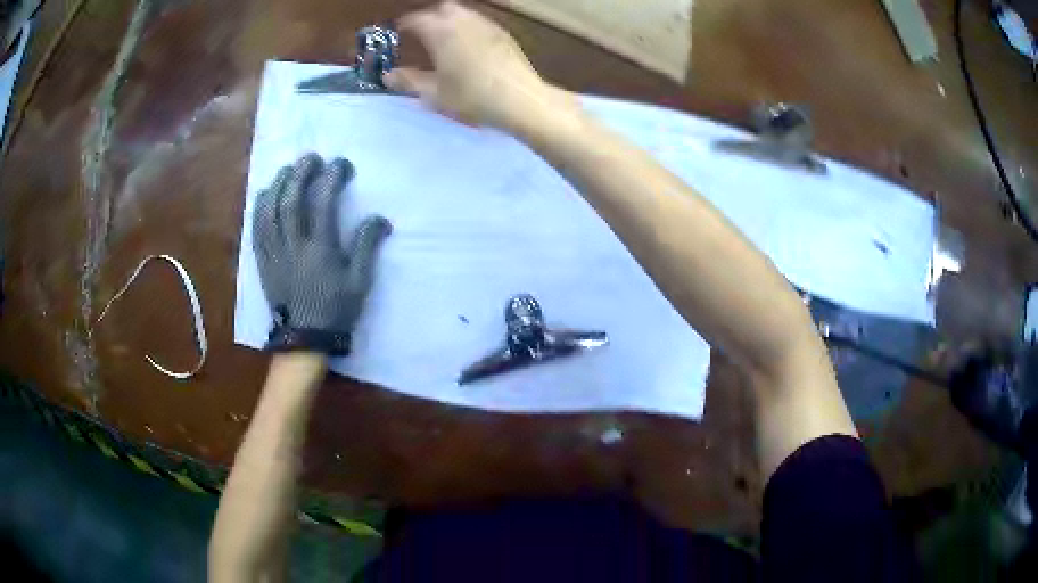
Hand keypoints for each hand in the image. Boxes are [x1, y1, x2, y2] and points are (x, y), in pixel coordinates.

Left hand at [253, 154, 391, 354]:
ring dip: (278, 185)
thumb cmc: (336, 311)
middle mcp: (294, 246)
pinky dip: (259, 208)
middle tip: (310, 157)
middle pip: (292, 201)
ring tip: (286, 169)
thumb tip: (379, 218)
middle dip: (300, 174)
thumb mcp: (359, 282)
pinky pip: (256, 230)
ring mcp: (275, 253)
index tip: (340, 164)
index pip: (324, 203)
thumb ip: (366, 247)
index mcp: (320, 250)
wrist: (305, 339)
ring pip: (270, 212)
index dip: (331, 178)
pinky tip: (264, 193)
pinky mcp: (262, 261)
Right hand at [385, 1, 573, 131]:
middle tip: (423, 33)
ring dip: (451, 21)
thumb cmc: (472, 97)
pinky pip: (481, 22)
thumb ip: (409, 82)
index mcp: (442, 32)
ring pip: (465, 13)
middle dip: (431, 17)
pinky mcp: (505, 35)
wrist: (521, 99)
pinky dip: (469, 27)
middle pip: (444, 8)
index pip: (418, 19)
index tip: (400, 31)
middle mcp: (464, 22)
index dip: (406, 24)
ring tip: (446, 39)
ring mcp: (487, 26)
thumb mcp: (435, 94)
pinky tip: (470, 47)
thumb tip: (388, 76)